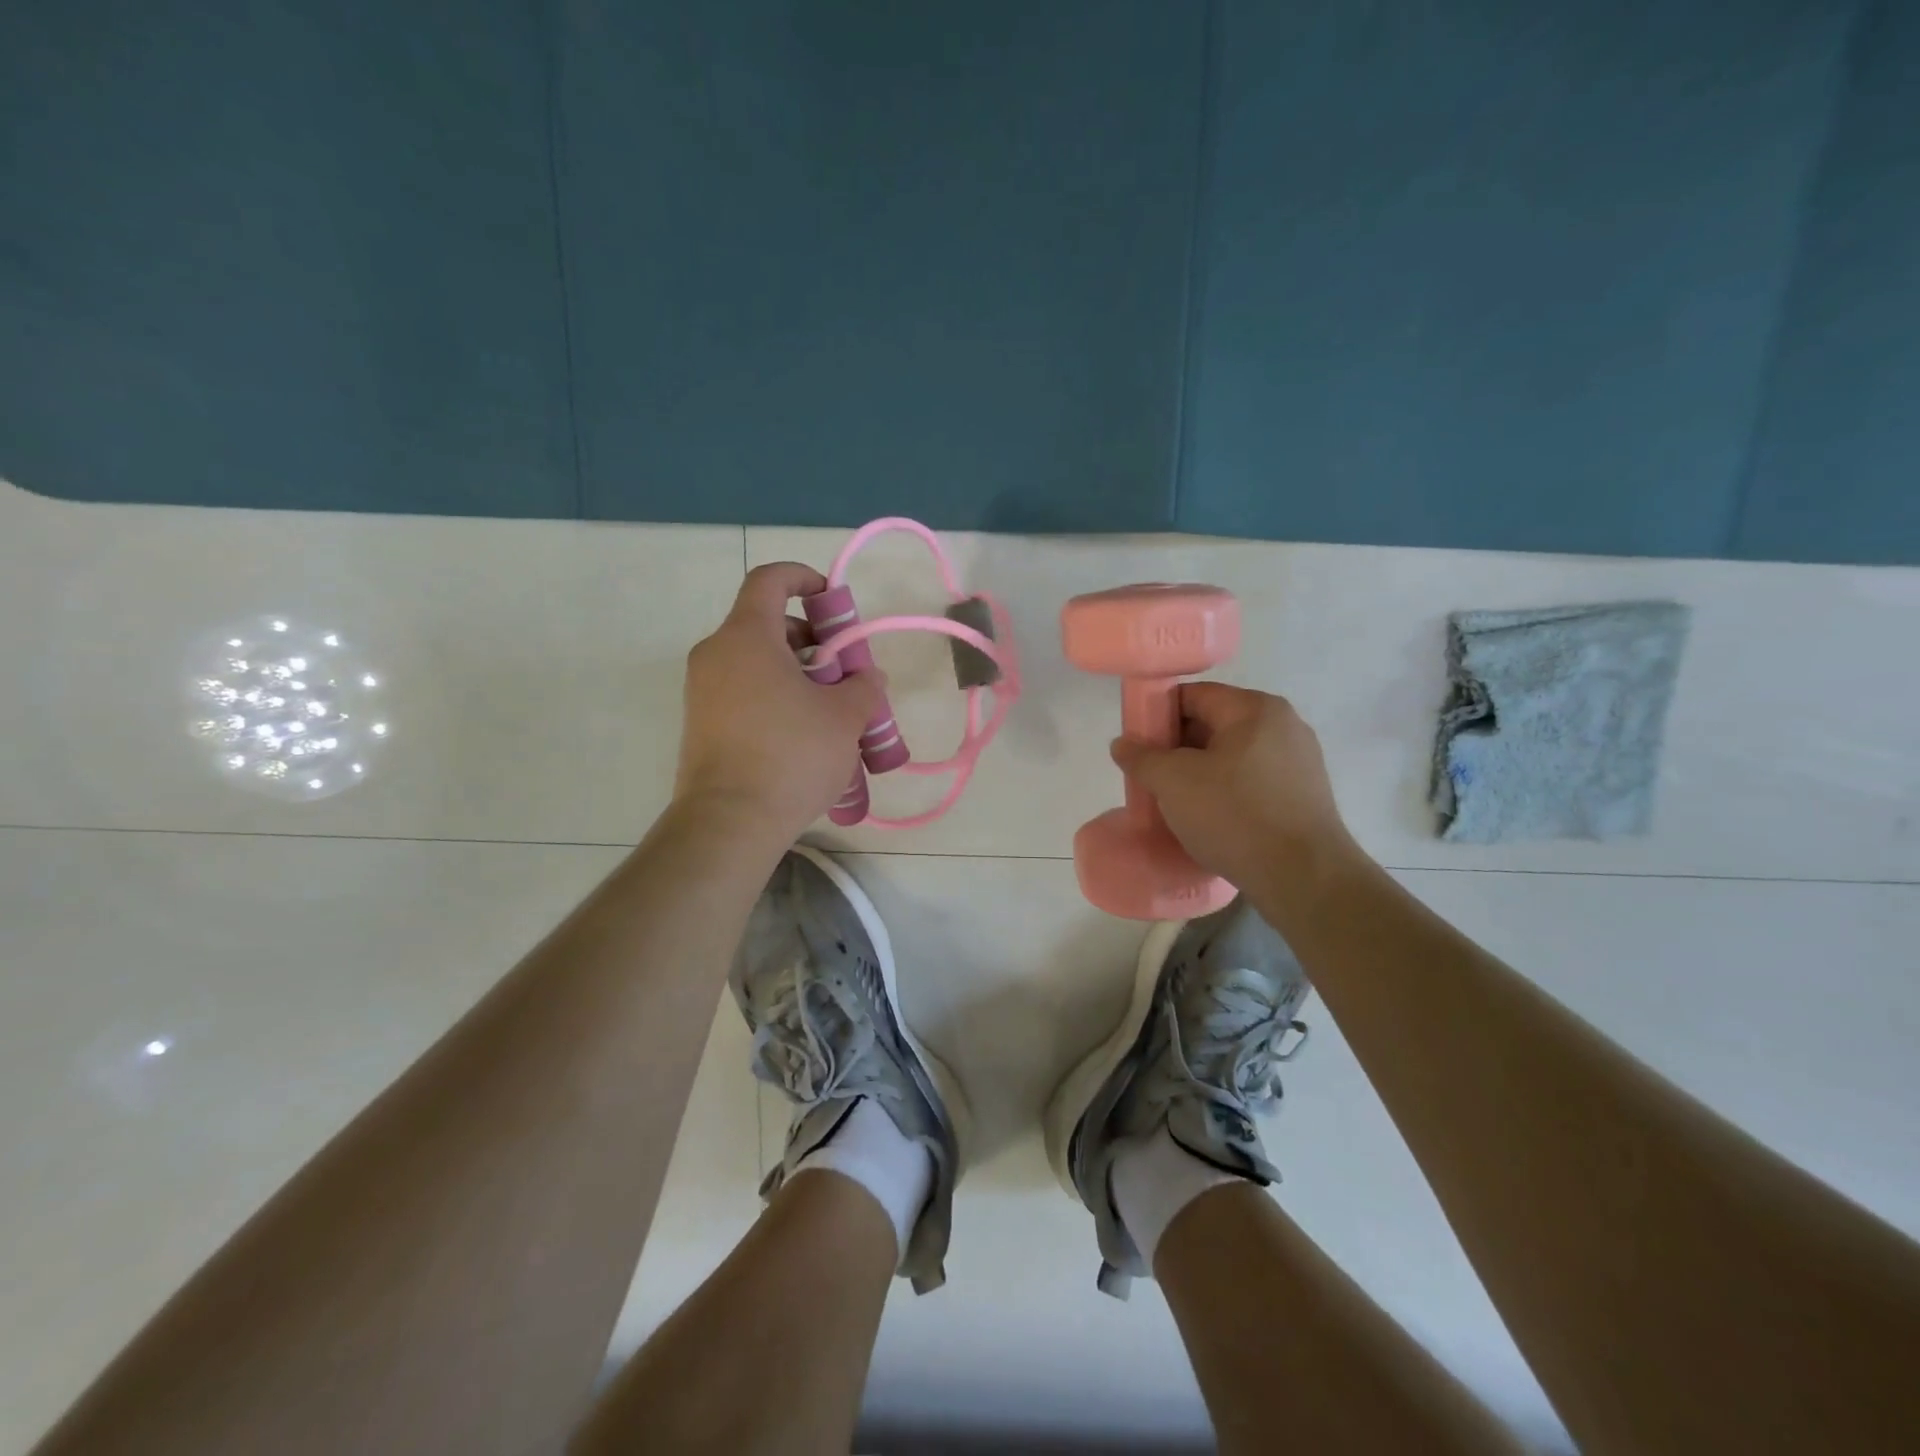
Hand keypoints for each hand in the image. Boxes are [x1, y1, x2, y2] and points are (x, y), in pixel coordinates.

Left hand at [674, 563, 884, 843]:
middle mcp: (716, 654)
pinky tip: (804, 735)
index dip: (804, 577)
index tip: (833, 601)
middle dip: (812, 640)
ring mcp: (703, 691)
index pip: (770, 580)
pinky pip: (743, 692)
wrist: (729, 822)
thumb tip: (866, 678)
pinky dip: (775, 697)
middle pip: (767, 624)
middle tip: (844, 673)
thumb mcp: (845, 717)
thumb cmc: (792, 755)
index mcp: (747, 637)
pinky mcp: (701, 723)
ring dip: (798, 673)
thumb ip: (863, 686)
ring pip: (757, 662)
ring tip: (831, 711)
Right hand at [1111, 683, 1360, 897]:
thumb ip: (1142, 757)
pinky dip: (1224, 792)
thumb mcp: (1173, 782)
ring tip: (1174, 803)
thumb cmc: (1234, 815)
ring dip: (1198, 774)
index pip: (1193, 695)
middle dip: (1176, 748)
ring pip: (1231, 756)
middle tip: (1150, 777)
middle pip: (1213, 724)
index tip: (1136, 745)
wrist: (1303, 878)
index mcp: (1255, 709)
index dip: (1156, 715)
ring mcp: (1298, 761)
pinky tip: (1207, 819)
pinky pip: (1251, 782)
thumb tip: (1123, 744)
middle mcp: (1283, 725)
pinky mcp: (1303, 795)